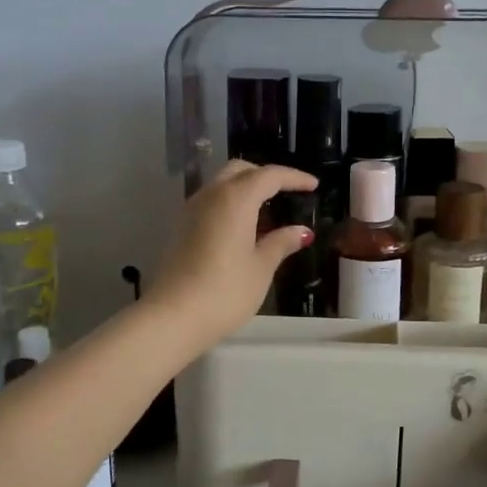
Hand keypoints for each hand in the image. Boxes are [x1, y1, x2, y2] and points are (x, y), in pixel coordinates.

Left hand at [148, 160, 317, 349]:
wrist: (173, 316)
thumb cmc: (225, 291)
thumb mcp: (261, 267)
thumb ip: (281, 242)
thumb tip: (301, 231)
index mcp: (235, 199)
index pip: (269, 175)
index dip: (294, 178)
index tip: (313, 186)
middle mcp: (210, 195)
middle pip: (240, 171)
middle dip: (266, 176)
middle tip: (287, 192)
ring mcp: (191, 210)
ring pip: (221, 184)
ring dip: (245, 188)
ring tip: (267, 210)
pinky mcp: (180, 227)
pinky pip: (210, 202)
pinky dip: (230, 203)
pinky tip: (242, 227)